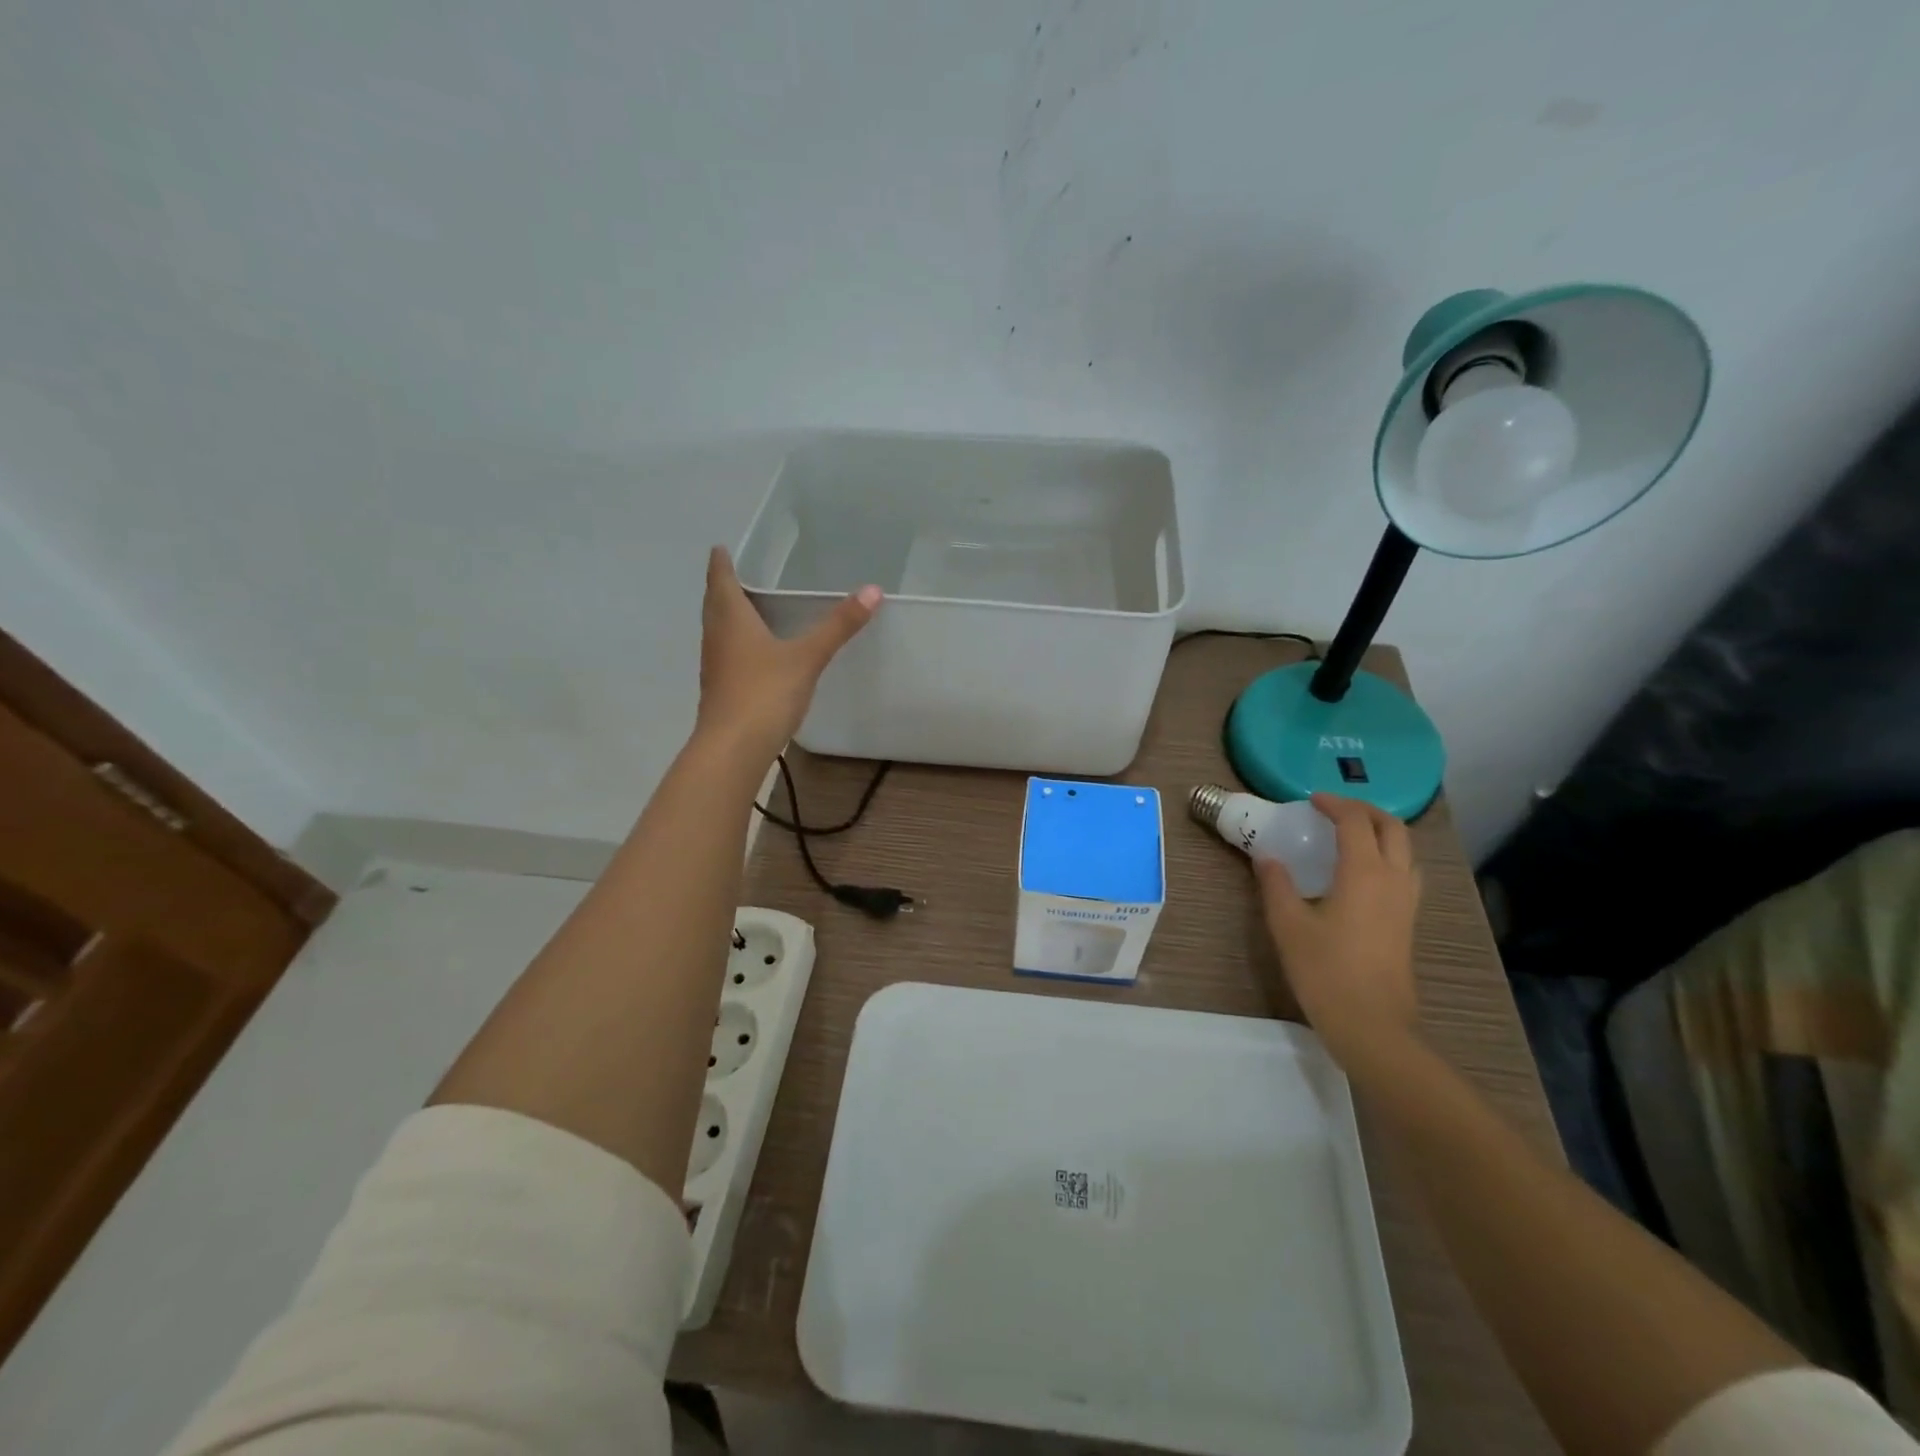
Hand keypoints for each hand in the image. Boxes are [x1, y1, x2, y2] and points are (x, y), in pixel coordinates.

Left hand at [694, 547, 880, 762]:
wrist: (733, 748)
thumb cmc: (765, 693)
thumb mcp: (807, 656)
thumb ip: (838, 625)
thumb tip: (873, 590)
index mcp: (730, 618)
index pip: (720, 578)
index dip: (721, 561)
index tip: (723, 547)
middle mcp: (716, 636)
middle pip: (715, 602)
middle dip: (724, 586)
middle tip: (742, 572)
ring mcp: (715, 665)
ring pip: (719, 629)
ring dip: (729, 615)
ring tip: (751, 607)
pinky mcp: (721, 689)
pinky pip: (727, 653)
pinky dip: (737, 642)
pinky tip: (756, 651)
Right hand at [1253, 793, 1422, 1073]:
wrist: (1372, 1025)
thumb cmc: (1326, 971)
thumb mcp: (1288, 925)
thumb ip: (1276, 885)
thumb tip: (1267, 857)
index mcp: (1365, 873)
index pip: (1356, 821)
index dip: (1334, 804)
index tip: (1311, 800)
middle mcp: (1393, 879)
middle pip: (1392, 828)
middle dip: (1364, 810)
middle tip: (1334, 809)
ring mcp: (1407, 902)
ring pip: (1405, 850)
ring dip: (1381, 831)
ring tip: (1350, 835)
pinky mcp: (1408, 922)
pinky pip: (1406, 872)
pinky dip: (1387, 855)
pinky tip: (1363, 873)